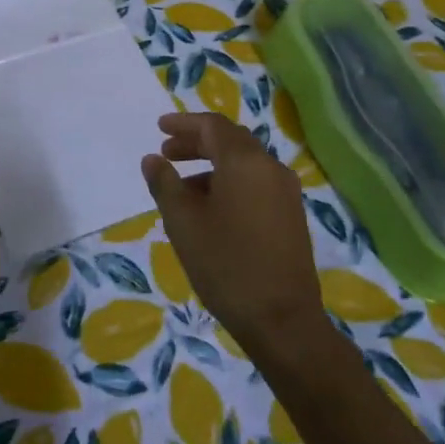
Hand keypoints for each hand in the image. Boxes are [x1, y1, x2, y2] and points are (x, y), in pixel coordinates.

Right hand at [140, 112, 328, 364]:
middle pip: (230, 140)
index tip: (159, 128)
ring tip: (182, 187)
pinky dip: (230, 182)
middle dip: (197, 142)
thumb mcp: (183, 223)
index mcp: (245, 161)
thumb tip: (153, 159)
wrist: (283, 320)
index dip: (184, 123)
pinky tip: (211, 209)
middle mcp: (270, 167)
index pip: (212, 126)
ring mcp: (286, 192)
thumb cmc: (226, 264)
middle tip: (167, 153)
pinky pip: (256, 182)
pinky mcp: (291, 215)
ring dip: (212, 164)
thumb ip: (165, 184)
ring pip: (244, 163)